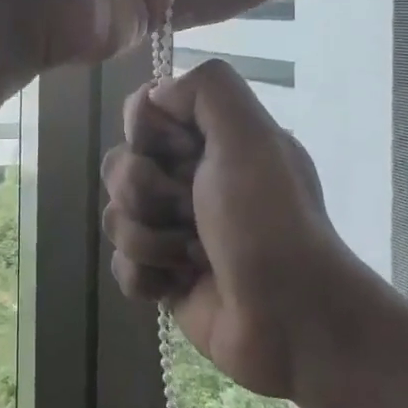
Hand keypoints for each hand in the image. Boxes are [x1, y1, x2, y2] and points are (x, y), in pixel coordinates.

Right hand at [102, 59, 366, 398]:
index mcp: (210, 142)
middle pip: (120, 165)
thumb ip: (207, 88)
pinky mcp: (163, 278)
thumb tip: (155, 95)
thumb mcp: (251, 135)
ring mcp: (173, 230)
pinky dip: (146, 277)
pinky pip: (121, 266)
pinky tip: (179, 284)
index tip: (186, 153)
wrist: (292, 318)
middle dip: (148, 192)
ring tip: (192, 255)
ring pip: (115, 216)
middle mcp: (189, 180)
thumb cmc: (269, 220)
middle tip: (192, 212)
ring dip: (151, 239)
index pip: (142, 115)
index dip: (150, 134)